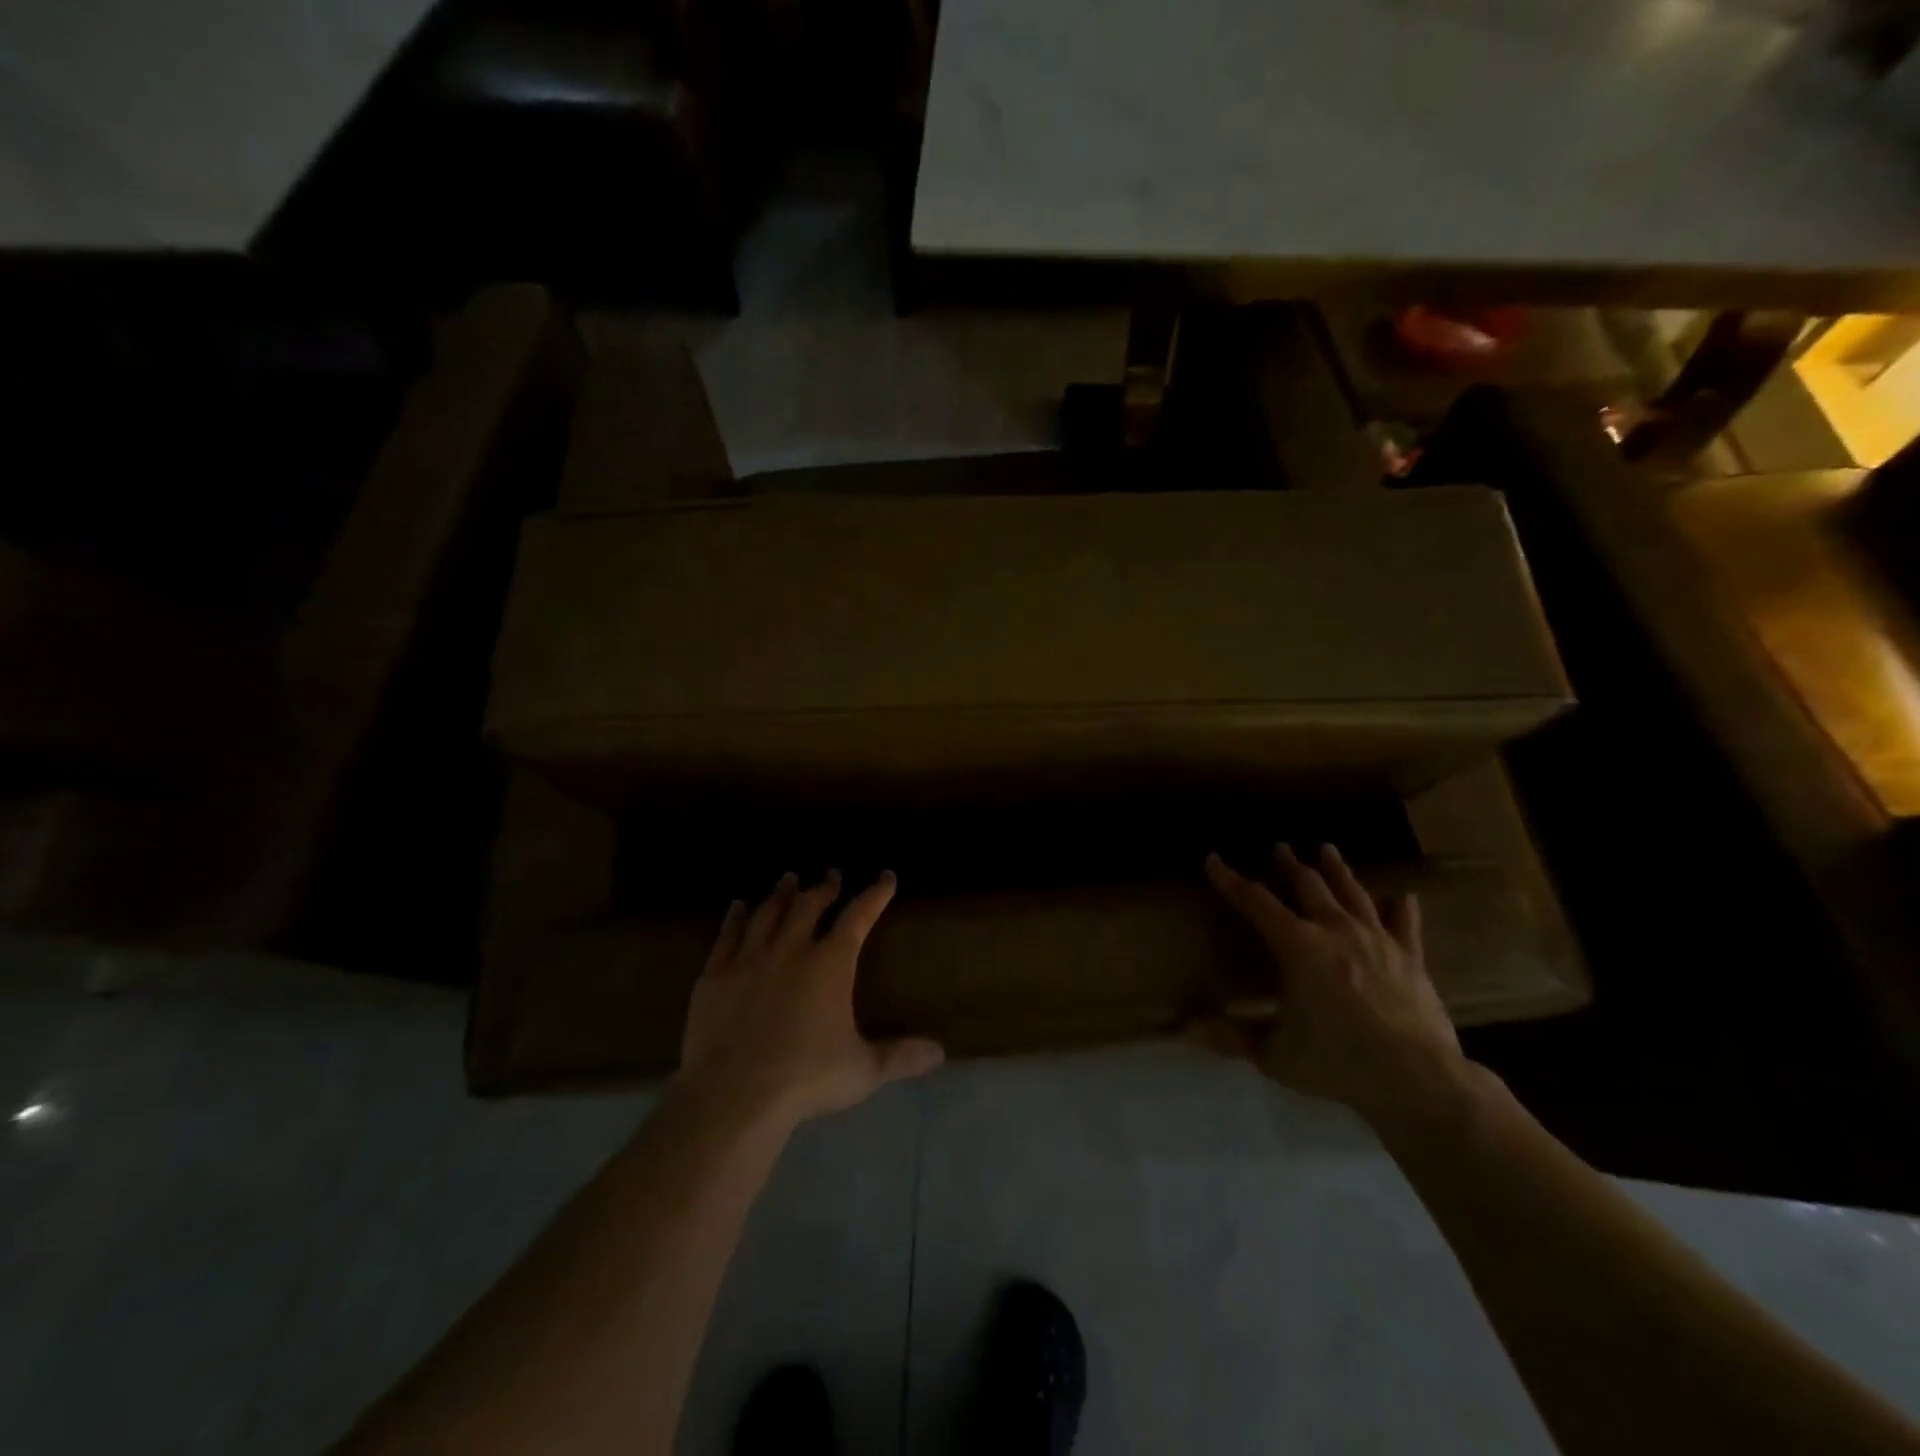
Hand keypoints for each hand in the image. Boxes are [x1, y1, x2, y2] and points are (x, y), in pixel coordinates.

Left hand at [679, 870, 944, 1125]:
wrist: (734, 1093)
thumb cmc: (806, 1077)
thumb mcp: (863, 1070)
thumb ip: (900, 1056)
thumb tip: (940, 1052)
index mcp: (831, 963)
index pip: (859, 916)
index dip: (875, 894)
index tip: (886, 876)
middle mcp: (791, 949)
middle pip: (809, 905)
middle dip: (824, 887)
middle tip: (831, 874)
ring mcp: (750, 958)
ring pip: (768, 913)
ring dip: (781, 894)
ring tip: (788, 878)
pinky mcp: (715, 975)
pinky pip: (727, 935)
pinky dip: (735, 918)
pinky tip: (738, 906)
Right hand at [1199, 843, 1470, 1126]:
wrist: (1419, 1080)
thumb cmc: (1337, 1062)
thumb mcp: (1274, 1055)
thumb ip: (1231, 1037)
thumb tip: (1185, 1030)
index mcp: (1297, 946)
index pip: (1255, 902)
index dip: (1230, 880)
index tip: (1213, 860)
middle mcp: (1335, 930)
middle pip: (1308, 886)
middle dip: (1290, 865)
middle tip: (1280, 847)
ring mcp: (1378, 941)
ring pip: (1353, 893)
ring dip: (1337, 870)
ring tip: (1327, 849)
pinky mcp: (1411, 959)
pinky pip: (1406, 925)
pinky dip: (1402, 908)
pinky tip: (1403, 895)